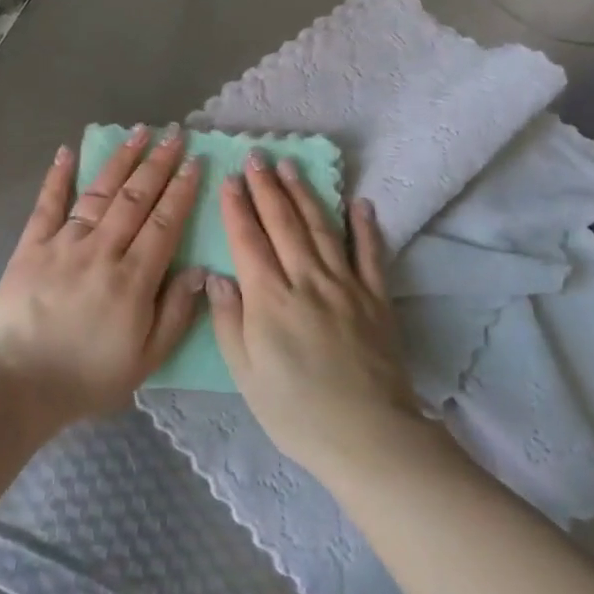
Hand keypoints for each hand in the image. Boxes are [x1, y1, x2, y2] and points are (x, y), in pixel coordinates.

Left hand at [0, 125, 205, 425]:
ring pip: (99, 193)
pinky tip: (67, 151)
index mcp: (134, 278)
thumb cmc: (87, 377)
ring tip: (138, 132)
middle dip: (158, 163)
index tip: (196, 162)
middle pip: (136, 198)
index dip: (182, 190)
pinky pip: (47, 205)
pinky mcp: (31, 246)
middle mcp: (102, 250)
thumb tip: (201, 271)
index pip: (165, 222)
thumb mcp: (146, 359)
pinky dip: (57, 177)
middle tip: (174, 134)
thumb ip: (176, 313)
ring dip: (121, 160)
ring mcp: (64, 244)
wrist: (16, 384)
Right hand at [208, 154, 421, 476]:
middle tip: (257, 157)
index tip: (229, 179)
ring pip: (321, 228)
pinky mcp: (377, 298)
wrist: (368, 437)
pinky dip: (365, 226)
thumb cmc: (296, 413)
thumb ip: (229, 322)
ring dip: (305, 194)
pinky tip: (359, 202)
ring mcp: (346, 285)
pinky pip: (371, 253)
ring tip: (291, 166)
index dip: (237, 207)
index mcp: (270, 300)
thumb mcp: (246, 376)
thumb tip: (216, 277)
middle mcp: (307, 280)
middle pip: (283, 224)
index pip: (248, 241)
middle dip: (267, 187)